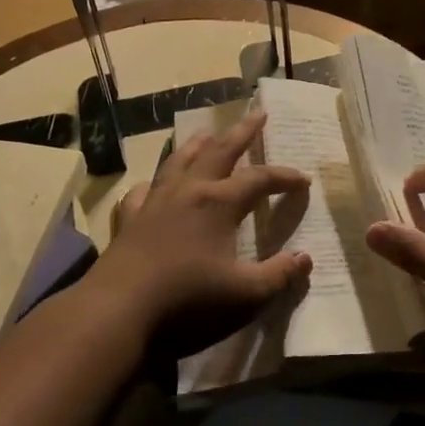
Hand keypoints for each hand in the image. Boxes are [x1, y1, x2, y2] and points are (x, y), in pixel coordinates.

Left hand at [88, 111, 311, 355]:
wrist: (118, 312)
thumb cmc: (188, 302)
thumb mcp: (245, 295)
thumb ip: (279, 275)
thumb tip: (306, 258)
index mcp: (219, 204)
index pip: (259, 179)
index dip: (284, 177)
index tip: (304, 181)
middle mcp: (188, 192)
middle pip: (219, 151)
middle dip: (242, 132)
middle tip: (258, 113)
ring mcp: (154, 202)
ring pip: (179, 161)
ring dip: (197, 145)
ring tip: (207, 133)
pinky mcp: (129, 220)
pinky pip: (143, 191)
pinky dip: (154, 183)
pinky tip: (153, 185)